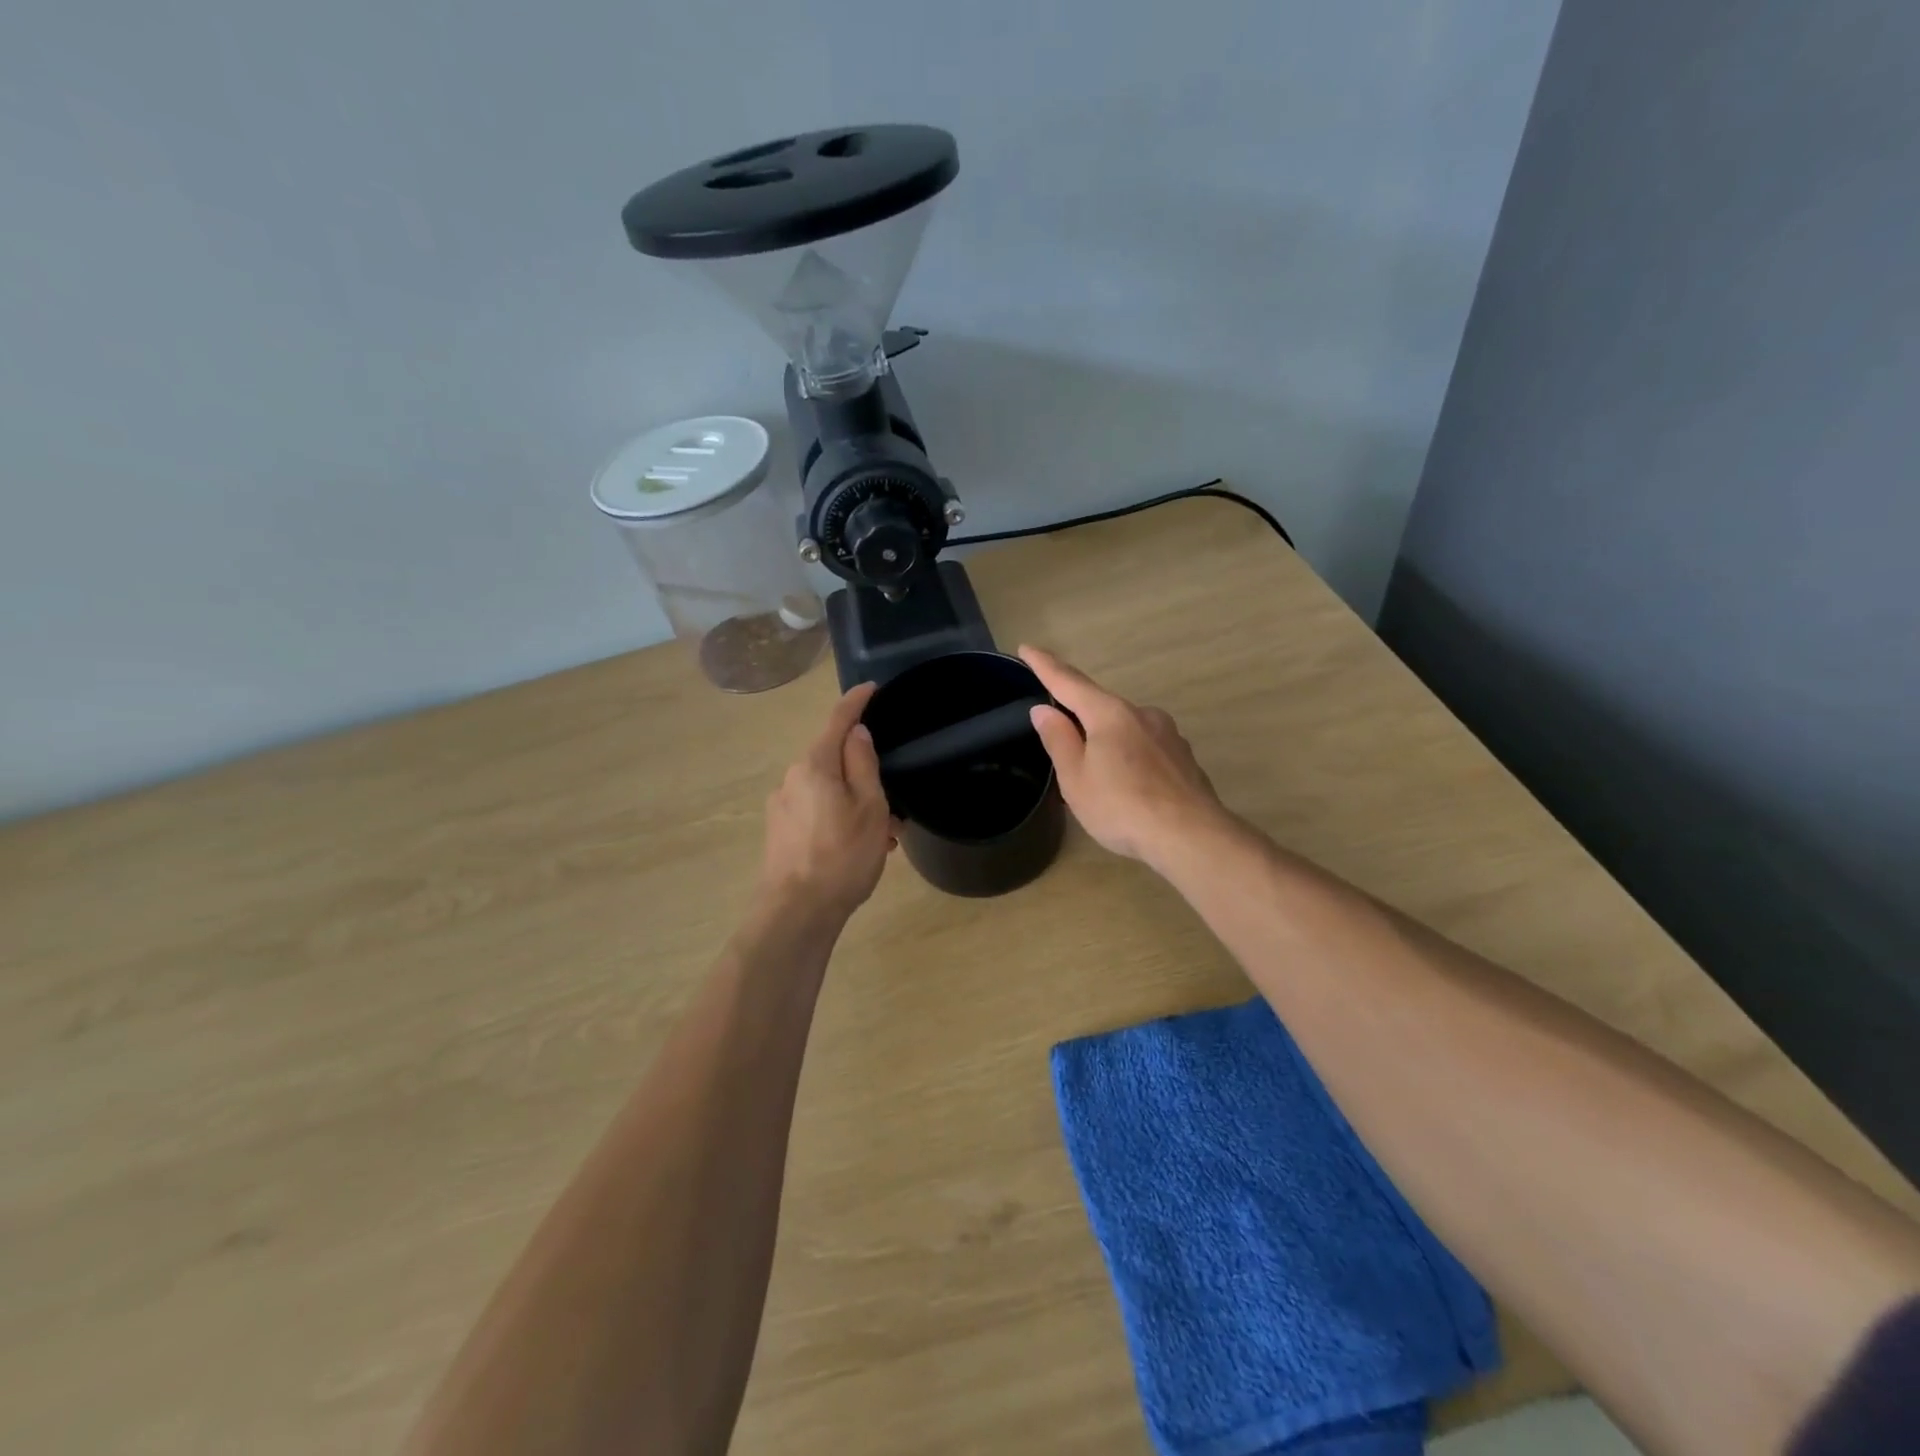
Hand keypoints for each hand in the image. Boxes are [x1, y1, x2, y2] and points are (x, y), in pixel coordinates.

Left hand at [758, 683, 896, 919]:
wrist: (797, 913)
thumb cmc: (842, 855)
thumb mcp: (869, 807)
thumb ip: (863, 763)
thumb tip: (857, 733)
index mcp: (814, 765)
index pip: (838, 721)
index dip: (856, 701)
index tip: (872, 688)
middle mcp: (792, 778)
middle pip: (833, 760)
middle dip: (863, 772)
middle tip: (894, 801)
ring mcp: (781, 806)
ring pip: (827, 790)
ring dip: (855, 803)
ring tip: (883, 837)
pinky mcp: (779, 832)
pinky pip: (816, 811)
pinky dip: (839, 819)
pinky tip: (858, 848)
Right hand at [1019, 645, 1226, 870]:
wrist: (1190, 836)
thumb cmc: (1122, 807)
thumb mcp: (1076, 778)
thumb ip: (1059, 740)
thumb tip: (1044, 709)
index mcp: (1110, 714)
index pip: (1069, 682)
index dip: (1045, 666)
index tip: (1027, 649)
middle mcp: (1141, 714)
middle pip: (1100, 706)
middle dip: (1078, 717)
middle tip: (1059, 741)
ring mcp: (1168, 734)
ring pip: (1125, 729)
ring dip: (1105, 743)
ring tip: (1094, 778)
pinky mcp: (1183, 757)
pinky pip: (1144, 749)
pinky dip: (1128, 759)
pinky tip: (1126, 787)